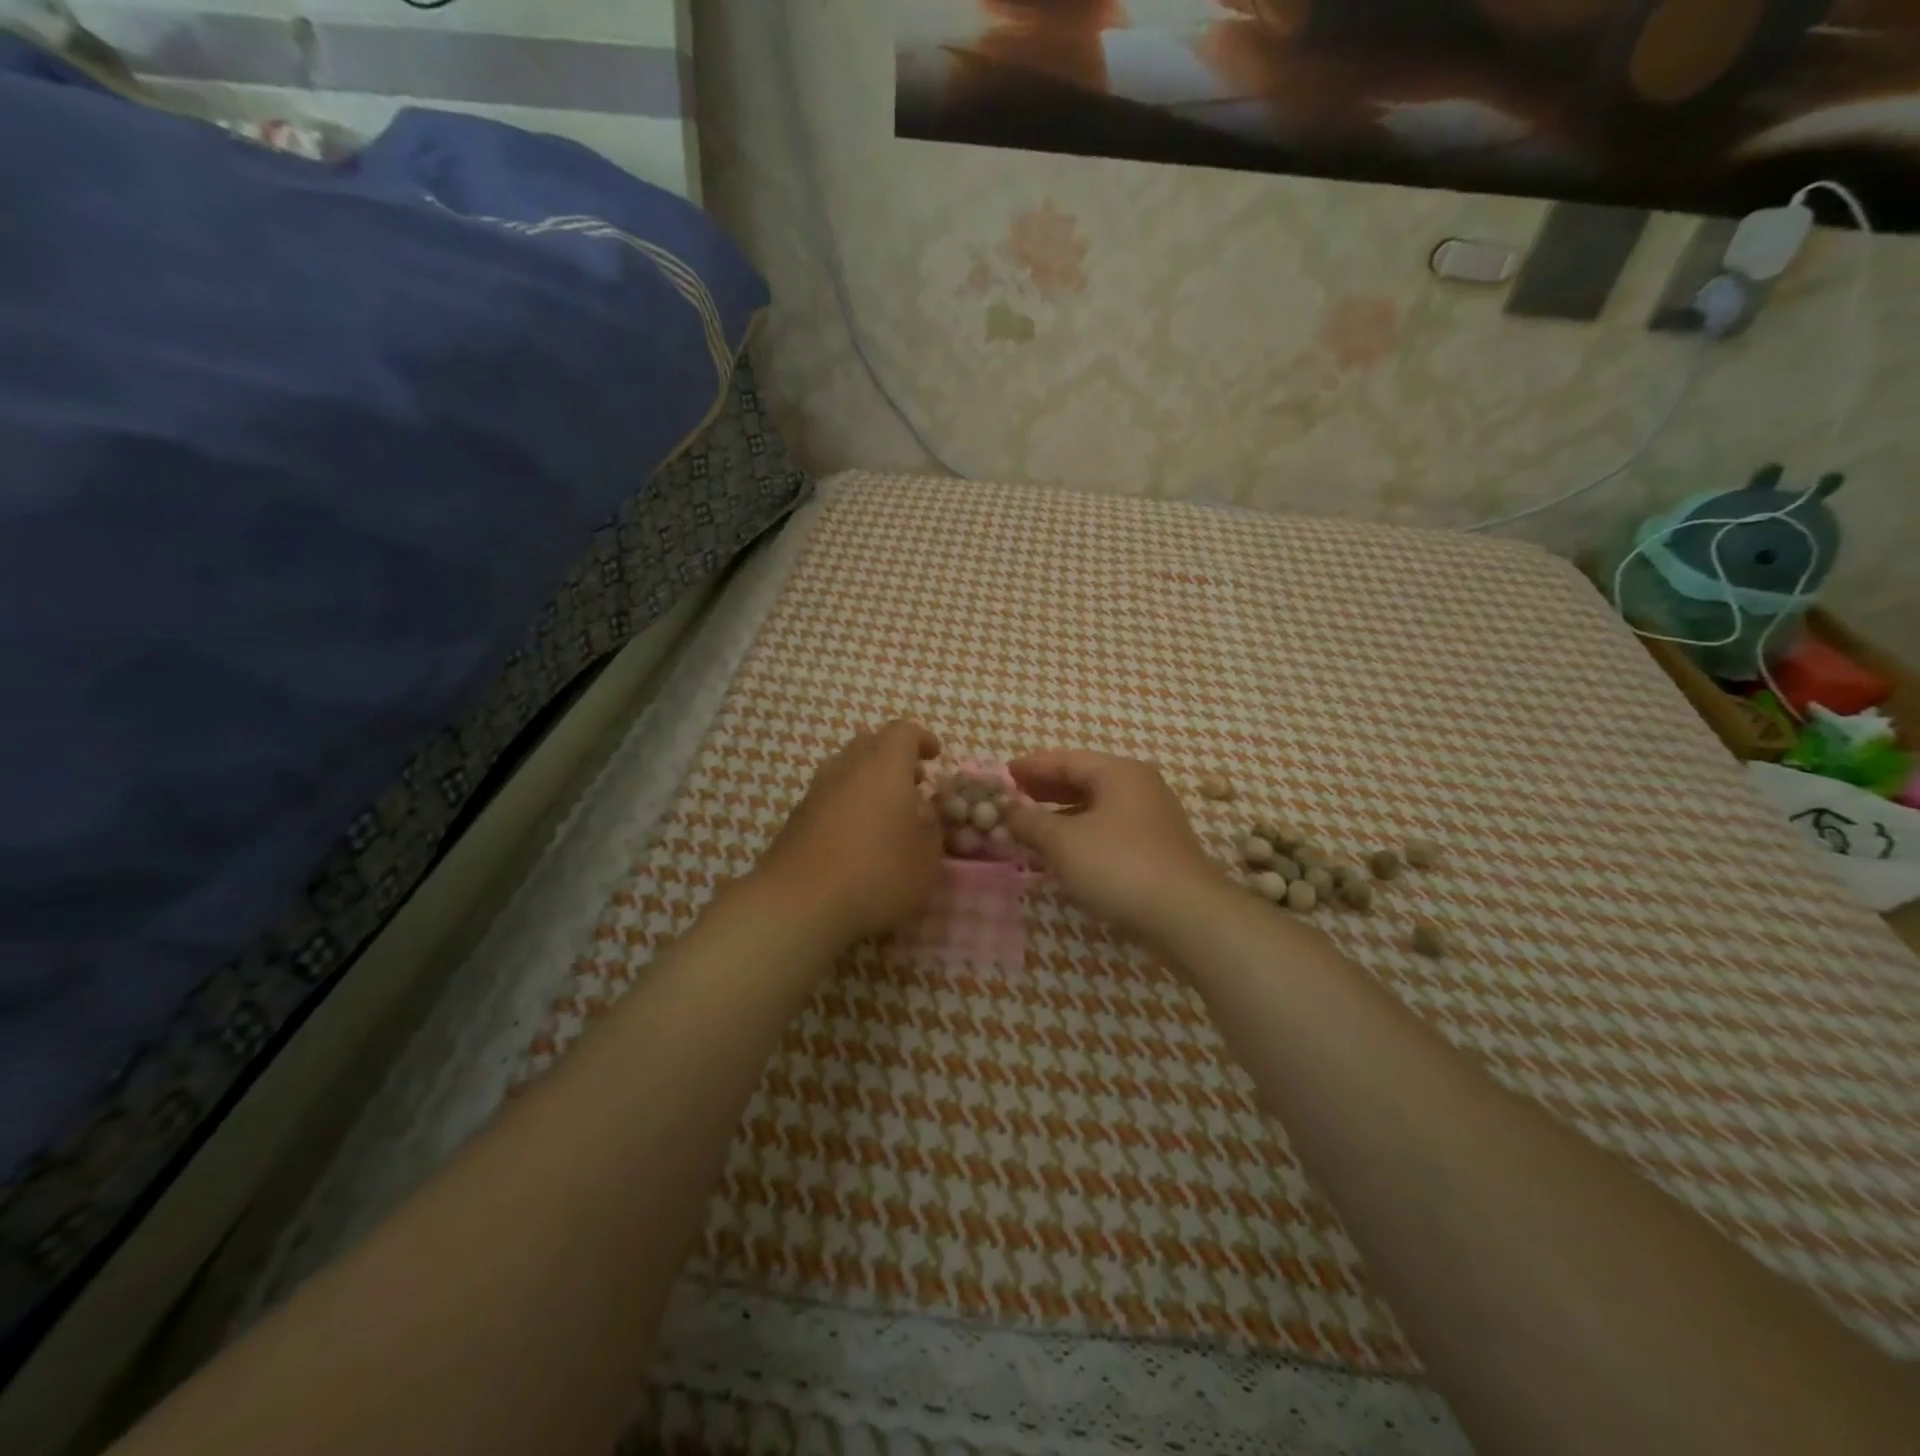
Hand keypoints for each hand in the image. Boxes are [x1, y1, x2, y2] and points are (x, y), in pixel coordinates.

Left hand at [753, 720, 944, 945]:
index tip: (935, 757)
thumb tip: (925, 818)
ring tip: (886, 814)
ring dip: (869, 781)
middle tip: (913, 785)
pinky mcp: (796, 817)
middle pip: (870, 744)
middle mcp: (847, 767)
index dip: (922, 740)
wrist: (797, 903)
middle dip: (894, 759)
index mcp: (884, 766)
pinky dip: (847, 804)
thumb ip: (932, 832)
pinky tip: (856, 838)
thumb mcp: (925, 861)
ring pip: (846, 769)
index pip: (903, 732)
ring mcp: (816, 791)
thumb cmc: (875, 875)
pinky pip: (829, 796)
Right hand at [1004, 751, 1229, 941]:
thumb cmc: (1119, 866)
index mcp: (1119, 773)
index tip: (1003, 773)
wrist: (1186, 916)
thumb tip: (1006, 808)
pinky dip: (1080, 835)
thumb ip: (1030, 821)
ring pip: (1096, 808)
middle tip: (1012, 797)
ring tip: (1029, 826)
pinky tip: (1061, 853)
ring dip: (1061, 815)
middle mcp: (1138, 787)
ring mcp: (1150, 819)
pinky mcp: (1154, 849)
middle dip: (1045, 789)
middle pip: (1083, 780)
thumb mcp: (1064, 841)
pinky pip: (1107, 830)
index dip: (1031, 766)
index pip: (1066, 760)